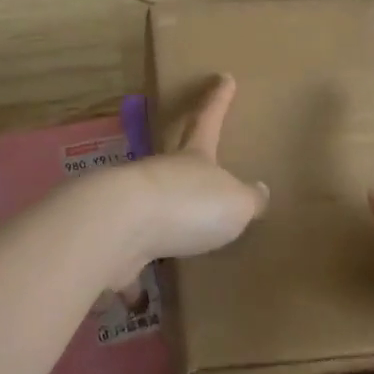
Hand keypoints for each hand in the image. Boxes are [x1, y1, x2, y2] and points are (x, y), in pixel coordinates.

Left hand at [80, 75, 268, 281]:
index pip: (208, 120)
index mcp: (193, 159)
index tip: (223, 77)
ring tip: (174, 236)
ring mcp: (133, 205)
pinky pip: (128, 259)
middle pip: (174, 159)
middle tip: (193, 150)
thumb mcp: (235, 203)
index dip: (218, 100)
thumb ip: (248, 201)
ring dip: (161, 218)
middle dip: (185, 153)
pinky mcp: (114, 241)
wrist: (120, 226)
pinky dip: (132, 276)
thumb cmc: (188, 205)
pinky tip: (136, 296)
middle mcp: (161, 175)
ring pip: (151, 207)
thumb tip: (259, 193)